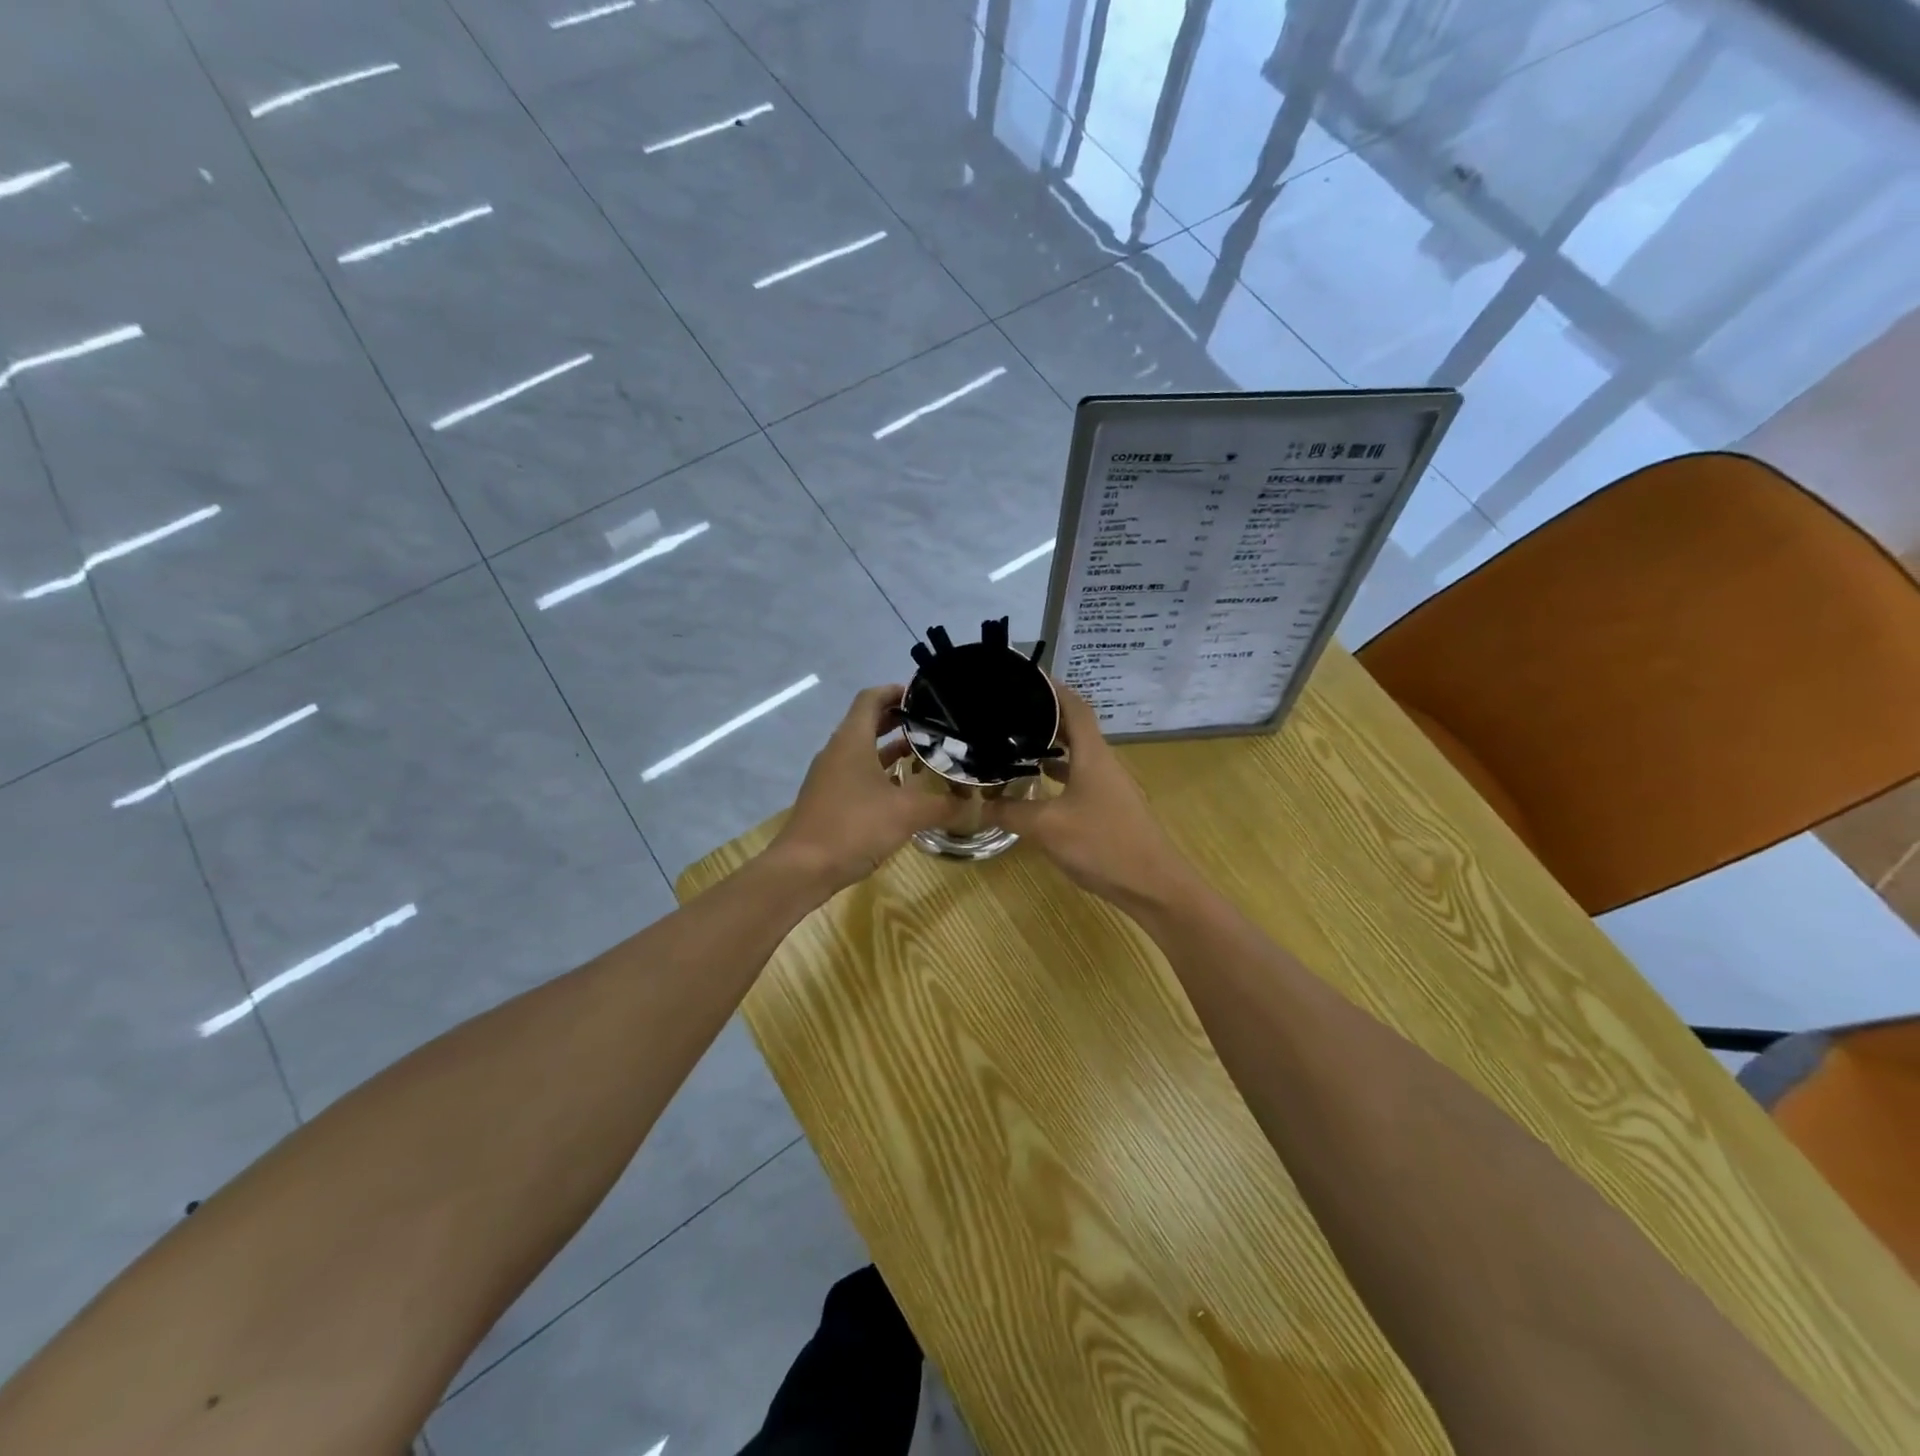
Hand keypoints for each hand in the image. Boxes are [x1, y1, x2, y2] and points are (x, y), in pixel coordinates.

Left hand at [766, 685, 962, 894]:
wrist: (803, 869)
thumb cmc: (854, 827)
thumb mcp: (907, 814)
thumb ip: (944, 806)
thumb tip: (977, 806)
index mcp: (851, 741)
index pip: (870, 698)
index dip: (895, 691)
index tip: (923, 695)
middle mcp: (837, 752)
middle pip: (868, 723)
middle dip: (899, 721)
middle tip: (933, 725)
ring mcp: (830, 777)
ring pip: (863, 752)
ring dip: (891, 750)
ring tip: (926, 755)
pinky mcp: (829, 800)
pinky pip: (858, 775)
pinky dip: (881, 774)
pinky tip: (905, 792)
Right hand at [980, 683, 1197, 908]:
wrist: (1153, 886)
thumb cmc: (1103, 845)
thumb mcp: (1047, 827)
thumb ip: (1011, 812)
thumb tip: (980, 805)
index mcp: (1093, 755)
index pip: (1075, 706)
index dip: (1053, 688)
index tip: (1026, 677)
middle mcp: (1103, 763)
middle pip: (1075, 728)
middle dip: (1044, 716)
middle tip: (1008, 712)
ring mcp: (1109, 787)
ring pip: (1077, 755)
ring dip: (1051, 746)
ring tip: (1015, 744)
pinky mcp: (1110, 808)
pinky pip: (1080, 778)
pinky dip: (1058, 774)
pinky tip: (1037, 786)